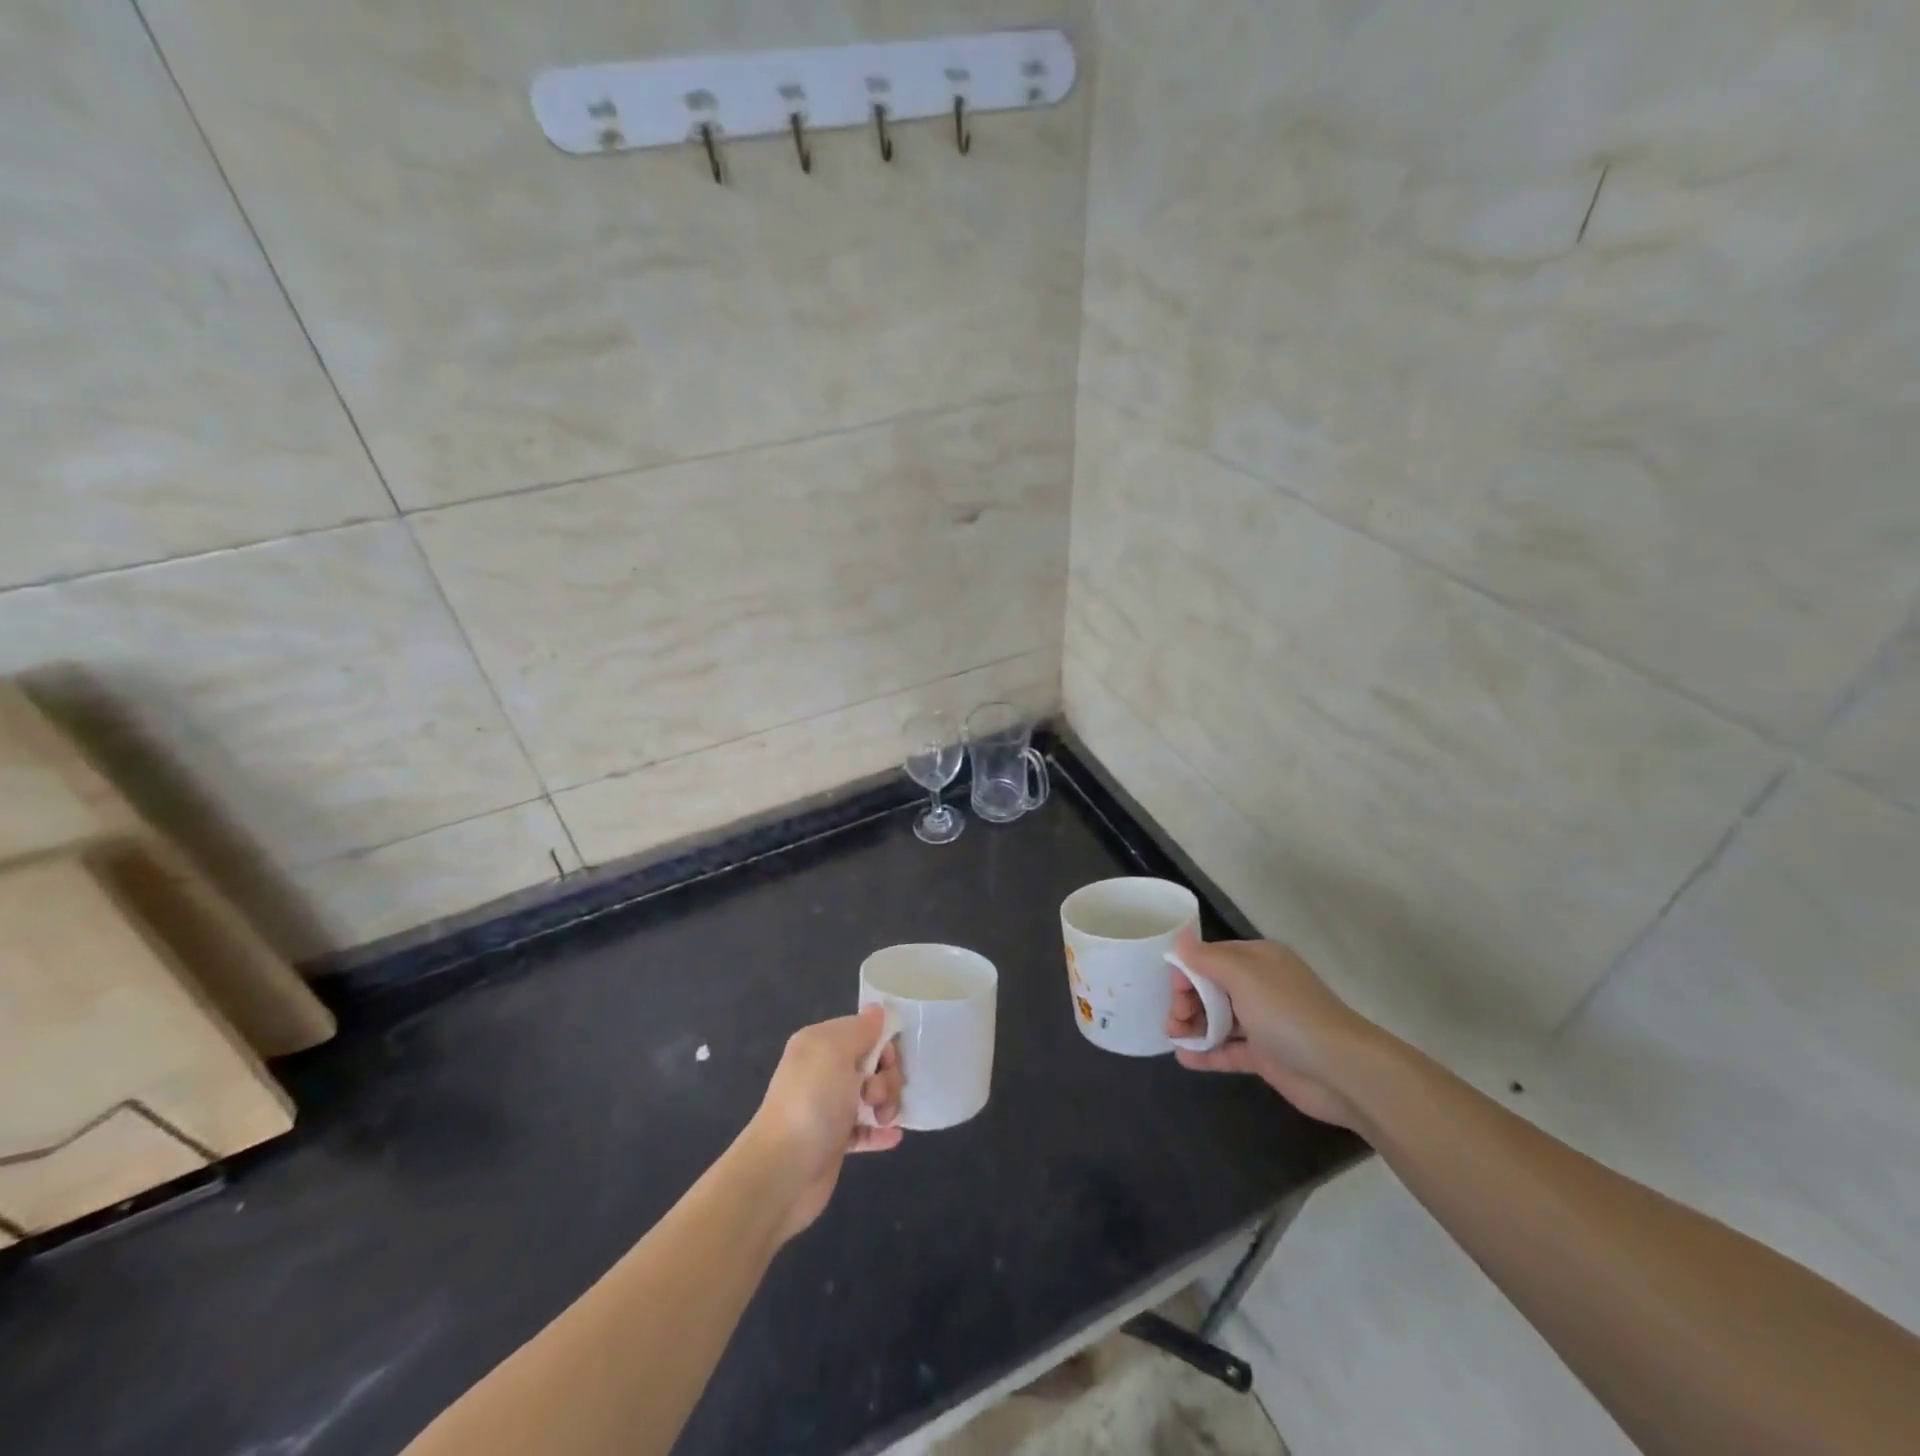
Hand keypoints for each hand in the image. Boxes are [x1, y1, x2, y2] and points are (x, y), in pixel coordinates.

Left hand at [745, 1005, 903, 1240]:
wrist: (782, 1172)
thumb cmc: (812, 1103)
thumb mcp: (836, 1051)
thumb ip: (861, 1029)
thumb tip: (877, 1010)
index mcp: (819, 1043)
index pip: (863, 1030)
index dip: (882, 1043)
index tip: (887, 1062)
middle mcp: (823, 1070)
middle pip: (872, 1063)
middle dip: (886, 1076)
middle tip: (876, 1095)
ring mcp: (828, 1107)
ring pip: (872, 1095)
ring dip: (887, 1103)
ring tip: (885, 1119)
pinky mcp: (834, 1141)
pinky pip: (866, 1128)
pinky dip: (880, 1131)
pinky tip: (892, 1136)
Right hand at [1166, 927, 1381, 1128]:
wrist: (1340, 1070)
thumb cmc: (1287, 1012)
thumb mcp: (1243, 975)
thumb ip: (1206, 958)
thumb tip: (1180, 939)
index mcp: (1257, 959)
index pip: (1210, 957)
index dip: (1187, 971)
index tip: (1173, 991)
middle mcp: (1259, 986)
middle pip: (1210, 988)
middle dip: (1186, 1001)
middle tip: (1173, 1021)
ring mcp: (1263, 1022)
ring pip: (1217, 1019)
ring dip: (1193, 1026)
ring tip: (1174, 1039)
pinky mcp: (1265, 1055)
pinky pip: (1228, 1050)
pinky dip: (1207, 1053)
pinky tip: (1184, 1059)